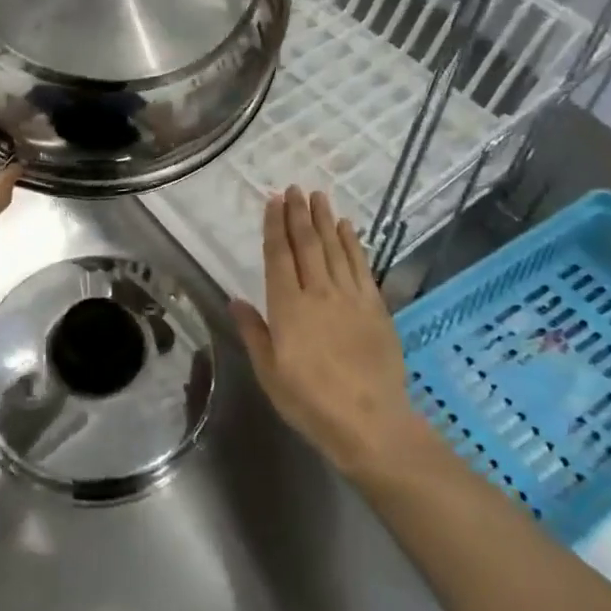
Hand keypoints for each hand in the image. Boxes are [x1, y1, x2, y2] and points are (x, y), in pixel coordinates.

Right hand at [229, 187, 434, 476]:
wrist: (370, 422)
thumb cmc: (311, 402)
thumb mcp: (270, 373)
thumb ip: (254, 332)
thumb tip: (236, 299)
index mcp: (288, 307)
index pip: (279, 256)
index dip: (275, 226)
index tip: (273, 201)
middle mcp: (318, 292)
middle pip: (307, 244)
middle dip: (299, 214)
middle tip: (295, 188)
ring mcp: (349, 297)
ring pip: (334, 248)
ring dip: (325, 219)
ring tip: (318, 196)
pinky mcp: (375, 306)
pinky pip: (361, 265)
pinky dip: (353, 243)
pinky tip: (347, 227)